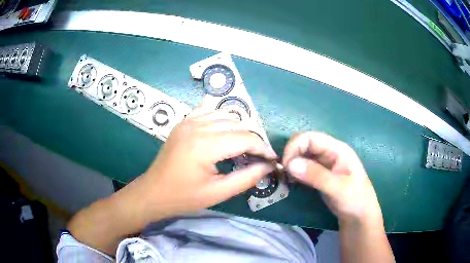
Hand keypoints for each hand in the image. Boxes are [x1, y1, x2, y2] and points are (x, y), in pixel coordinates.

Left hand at [136, 105, 276, 222]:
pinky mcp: (183, 122)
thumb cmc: (183, 197)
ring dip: (239, 128)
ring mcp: (188, 121)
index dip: (263, 148)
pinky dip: (222, 118)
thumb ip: (246, 178)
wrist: (153, 192)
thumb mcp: (217, 193)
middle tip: (259, 156)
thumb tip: (268, 166)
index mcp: (205, 145)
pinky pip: (208, 111)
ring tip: (244, 146)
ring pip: (225, 114)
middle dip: (253, 139)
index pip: (245, 138)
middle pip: (238, 123)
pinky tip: (225, 130)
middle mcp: (197, 126)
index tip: (272, 160)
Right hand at [282, 132, 382, 225]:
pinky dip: (295, 172)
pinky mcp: (319, 174)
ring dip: (292, 164)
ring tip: (286, 179)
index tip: (285, 165)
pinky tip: (292, 182)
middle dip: (291, 155)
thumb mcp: (338, 188)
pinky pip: (303, 167)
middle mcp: (329, 152)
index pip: (311, 137)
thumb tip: (290, 164)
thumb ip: (316, 175)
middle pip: (304, 144)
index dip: (295, 146)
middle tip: (284, 173)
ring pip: (302, 156)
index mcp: (337, 149)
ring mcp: (324, 163)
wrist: (359, 215)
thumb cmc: (355, 199)